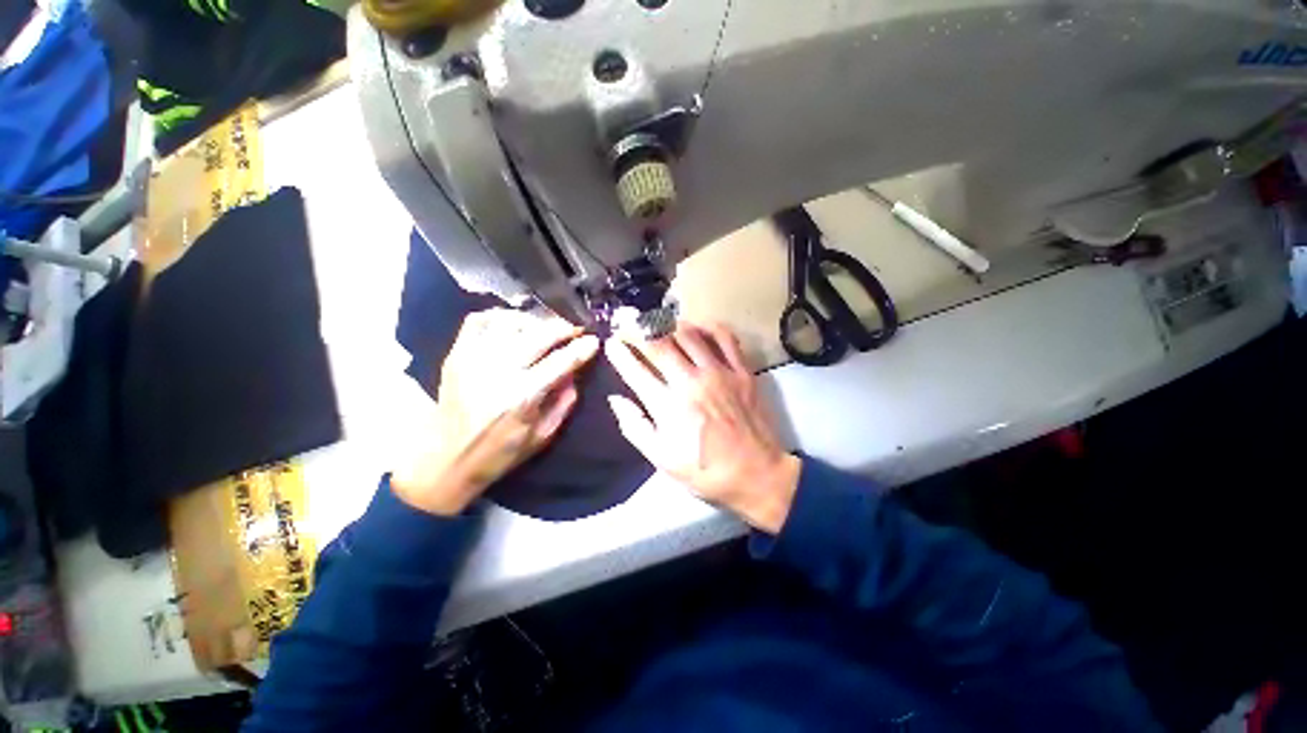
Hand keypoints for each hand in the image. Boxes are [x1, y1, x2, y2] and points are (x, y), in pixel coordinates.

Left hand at [392, 309, 599, 515]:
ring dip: (534, 322)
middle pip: (538, 335)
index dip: (581, 348)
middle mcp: (498, 372)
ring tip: (544, 329)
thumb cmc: (500, 452)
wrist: (446, 459)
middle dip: (563, 328)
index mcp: (522, 397)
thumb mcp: (543, 435)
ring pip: (510, 322)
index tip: (594, 341)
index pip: (561, 362)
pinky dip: (500, 316)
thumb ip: (564, 401)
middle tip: (575, 329)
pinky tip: (513, 326)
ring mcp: (473, 359)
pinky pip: (479, 320)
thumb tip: (575, 371)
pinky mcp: (456, 355)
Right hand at [605, 323, 801, 533]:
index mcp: (669, 406)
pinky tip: (698, 326)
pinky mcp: (742, 371)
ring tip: (656, 321)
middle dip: (637, 328)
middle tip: (626, 320)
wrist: (757, 474)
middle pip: (659, 345)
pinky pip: (726, 338)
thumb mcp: (663, 460)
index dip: (620, 354)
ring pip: (689, 335)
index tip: (610, 342)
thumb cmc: (706, 471)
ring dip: (668, 324)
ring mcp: (719, 373)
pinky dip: (709, 327)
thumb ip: (636, 428)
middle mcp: (691, 382)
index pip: (636, 371)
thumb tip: (616, 400)